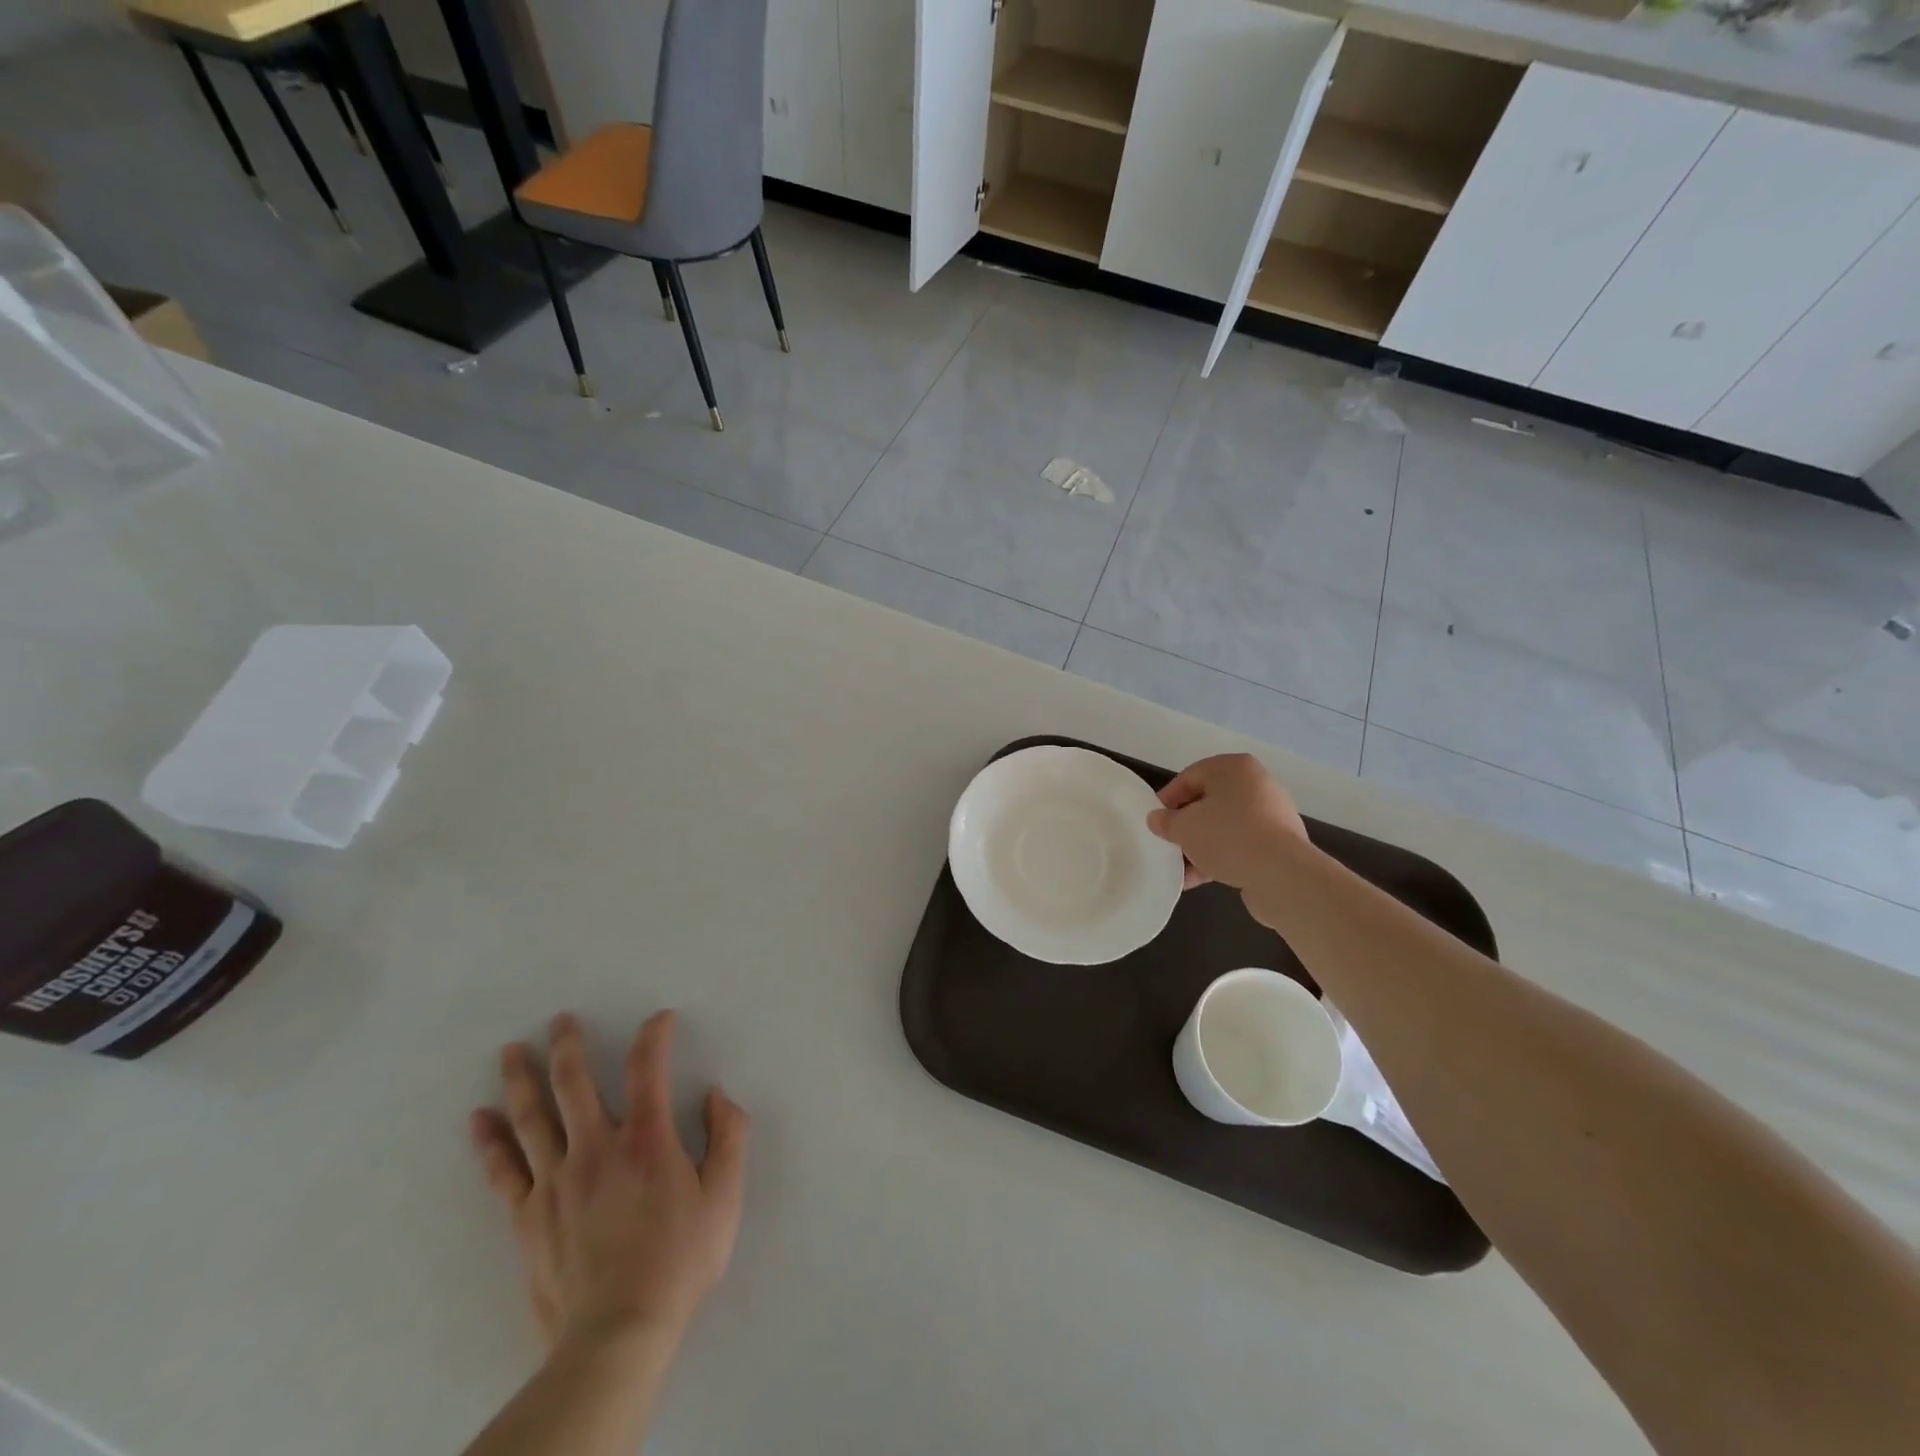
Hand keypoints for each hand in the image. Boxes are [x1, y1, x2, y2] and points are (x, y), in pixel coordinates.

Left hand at [469, 1011, 749, 1357]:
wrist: (617, 1334)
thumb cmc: (679, 1261)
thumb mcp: (724, 1197)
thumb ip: (728, 1137)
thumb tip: (717, 1095)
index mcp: (646, 1139)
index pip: (648, 1066)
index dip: (655, 1034)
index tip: (661, 1020)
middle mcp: (596, 1147)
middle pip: (574, 1082)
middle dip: (567, 1045)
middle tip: (559, 1020)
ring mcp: (555, 1182)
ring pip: (531, 1118)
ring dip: (520, 1079)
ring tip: (510, 1051)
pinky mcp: (528, 1217)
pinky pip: (503, 1171)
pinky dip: (489, 1142)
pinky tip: (478, 1120)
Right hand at [1146, 753, 1308, 894]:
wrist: (1281, 874)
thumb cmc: (1227, 836)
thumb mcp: (1183, 827)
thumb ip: (1165, 821)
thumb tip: (1157, 819)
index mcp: (1234, 768)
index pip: (1190, 776)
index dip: (1168, 798)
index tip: (1154, 820)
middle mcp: (1256, 784)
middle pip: (1209, 802)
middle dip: (1186, 825)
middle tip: (1168, 842)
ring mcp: (1271, 814)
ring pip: (1224, 826)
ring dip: (1200, 846)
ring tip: (1180, 868)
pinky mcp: (1279, 843)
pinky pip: (1241, 845)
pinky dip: (1220, 858)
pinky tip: (1199, 879)